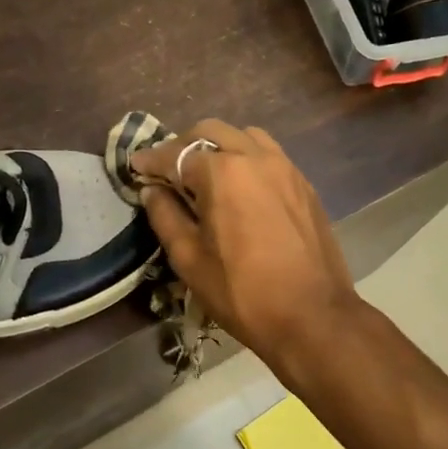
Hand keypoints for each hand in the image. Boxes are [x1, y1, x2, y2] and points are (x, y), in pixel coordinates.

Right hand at [131, 120, 360, 366]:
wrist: (312, 316)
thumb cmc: (242, 292)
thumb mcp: (189, 259)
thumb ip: (166, 217)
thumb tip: (152, 191)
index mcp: (223, 172)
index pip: (176, 155)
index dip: (151, 160)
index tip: (135, 166)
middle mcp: (256, 158)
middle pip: (211, 132)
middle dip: (184, 146)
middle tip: (167, 170)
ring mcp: (286, 168)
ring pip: (245, 137)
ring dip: (219, 146)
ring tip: (205, 174)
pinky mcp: (304, 185)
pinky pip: (270, 156)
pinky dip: (247, 159)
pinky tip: (240, 187)